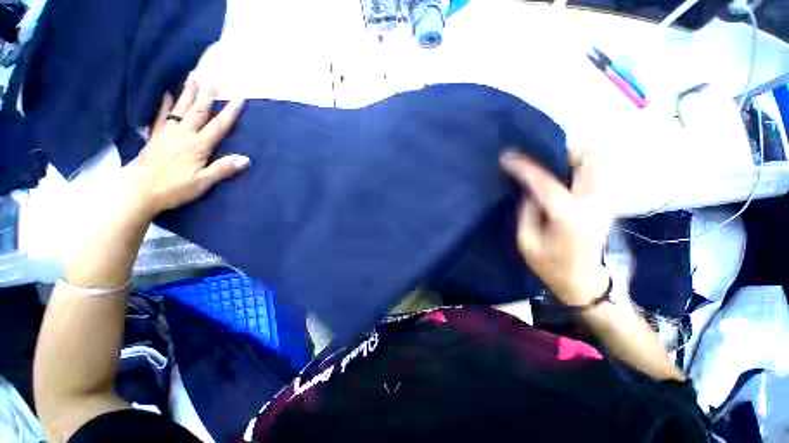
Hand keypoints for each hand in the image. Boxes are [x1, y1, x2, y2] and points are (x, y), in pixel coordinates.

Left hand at [131, 74, 248, 216]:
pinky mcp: (155, 137)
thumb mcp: (203, 183)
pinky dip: (164, 104)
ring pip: (179, 109)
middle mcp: (183, 135)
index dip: (229, 112)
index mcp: (197, 146)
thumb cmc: (174, 189)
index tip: (239, 98)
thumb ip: (223, 169)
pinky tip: (166, 94)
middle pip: (197, 112)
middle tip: (212, 81)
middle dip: (206, 96)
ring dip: (187, 93)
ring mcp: (167, 134)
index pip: (218, 126)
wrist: (140, 192)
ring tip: (192, 78)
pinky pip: (160, 116)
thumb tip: (246, 159)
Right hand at [500, 150, 610, 305]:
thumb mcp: (526, 242)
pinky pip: (599, 171)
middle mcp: (593, 203)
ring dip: (575, 154)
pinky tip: (564, 171)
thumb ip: (526, 212)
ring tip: (551, 160)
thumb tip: (528, 190)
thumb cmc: (550, 265)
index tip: (507, 156)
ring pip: (600, 161)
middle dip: (563, 150)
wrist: (584, 282)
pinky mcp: (607, 202)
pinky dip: (583, 163)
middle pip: (590, 159)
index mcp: (568, 216)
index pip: (544, 182)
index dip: (523, 167)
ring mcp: (605, 201)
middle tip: (539, 153)